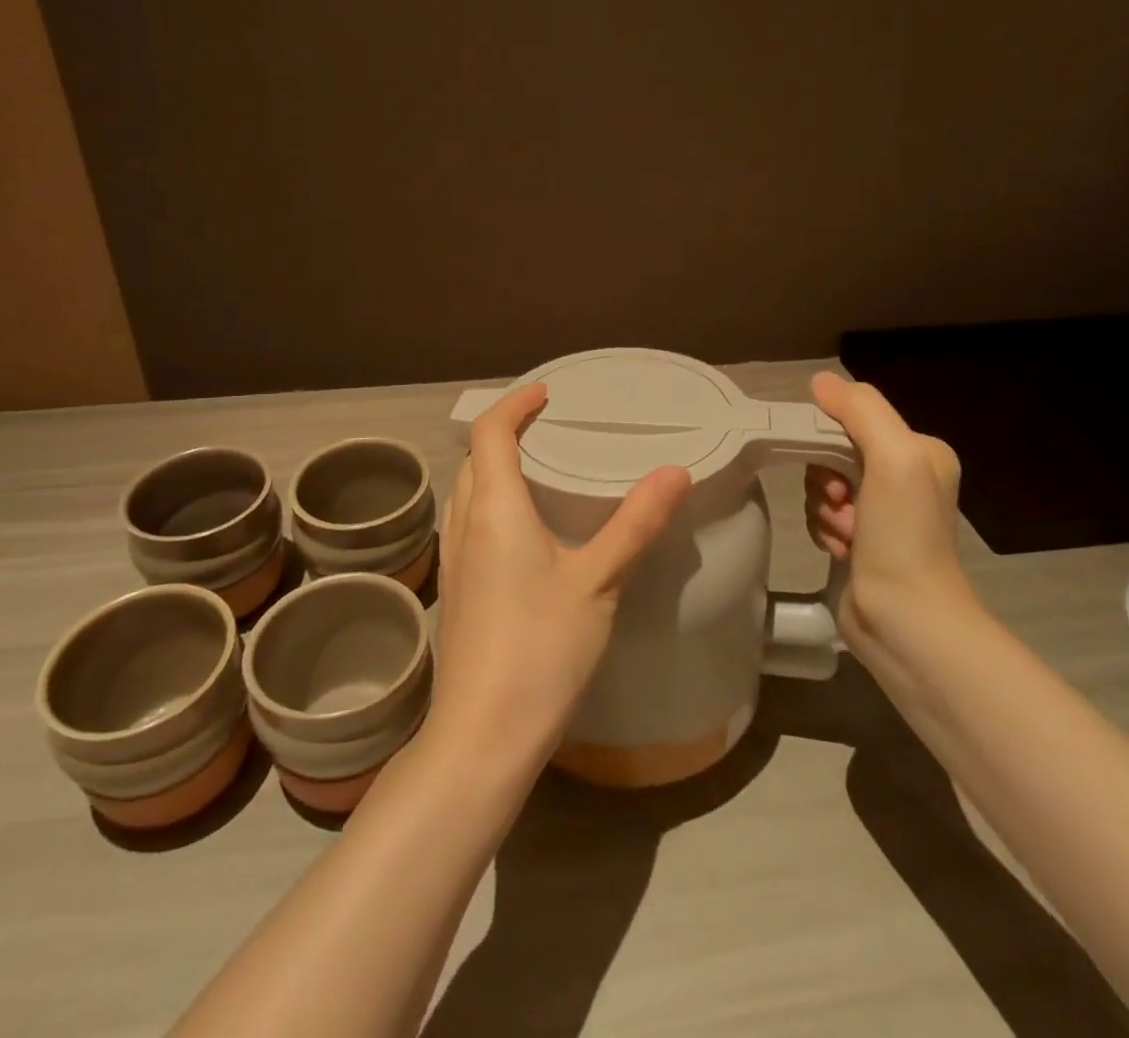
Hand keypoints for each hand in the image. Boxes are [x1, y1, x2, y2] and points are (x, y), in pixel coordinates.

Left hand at [429, 383, 691, 765]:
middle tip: (548, 427)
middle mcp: (464, 524)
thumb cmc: (541, 648)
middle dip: (505, 432)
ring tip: (538, 469)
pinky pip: (468, 522)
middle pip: (474, 458)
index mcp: (494, 509)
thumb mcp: (598, 581)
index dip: (514, 404)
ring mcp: (454, 559)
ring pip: (467, 491)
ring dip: (494, 468)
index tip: (545, 394)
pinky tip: (524, 531)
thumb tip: (674, 472)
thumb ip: (635, 523)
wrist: (482, 735)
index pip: (490, 432)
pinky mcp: (456, 589)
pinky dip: (491, 502)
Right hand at [803, 370, 974, 649]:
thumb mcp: (893, 458)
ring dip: (824, 510)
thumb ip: (860, 411)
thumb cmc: (903, 535)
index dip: (831, 440)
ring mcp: (881, 513)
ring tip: (845, 536)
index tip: (836, 473)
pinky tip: (841, 551)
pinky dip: (824, 531)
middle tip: (842, 505)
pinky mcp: (860, 543)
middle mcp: (903, 478)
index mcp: (919, 452)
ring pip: (822, 486)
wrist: (905, 620)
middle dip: (826, 480)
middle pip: (834, 453)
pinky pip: (822, 516)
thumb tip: (820, 380)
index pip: (855, 421)